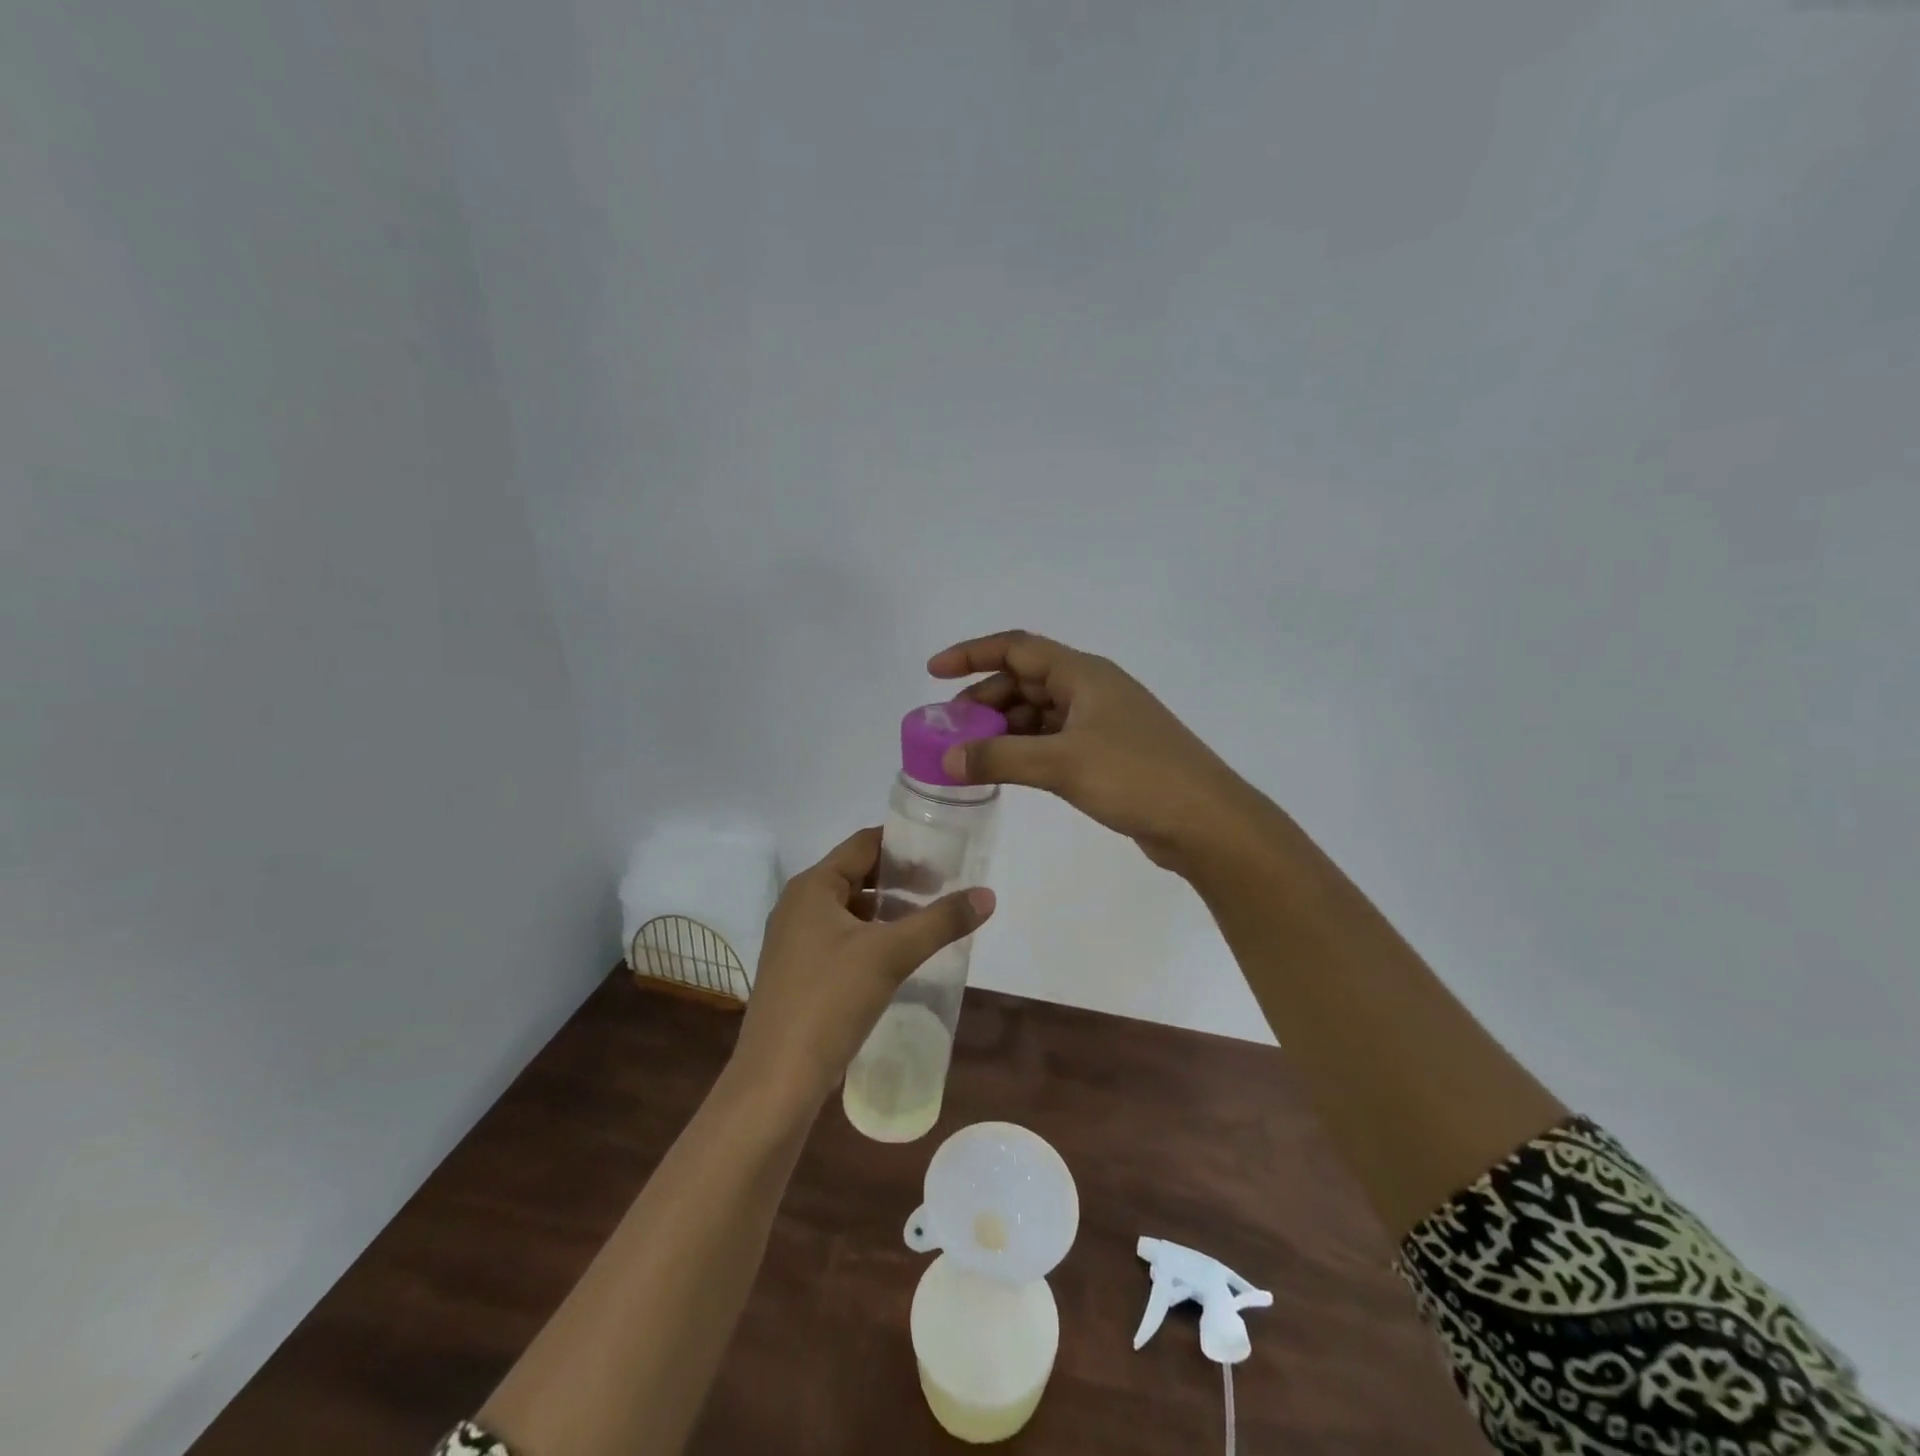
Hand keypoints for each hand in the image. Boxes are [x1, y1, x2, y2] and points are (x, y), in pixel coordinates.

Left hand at [732, 828, 994, 1103]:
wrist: (777, 1080)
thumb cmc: (830, 1000)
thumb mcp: (891, 954)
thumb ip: (941, 921)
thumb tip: (987, 895)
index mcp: (813, 887)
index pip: (863, 844)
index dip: (903, 843)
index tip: (942, 851)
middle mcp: (798, 905)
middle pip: (856, 874)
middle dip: (899, 878)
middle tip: (944, 885)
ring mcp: (795, 941)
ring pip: (849, 910)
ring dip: (887, 910)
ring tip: (928, 919)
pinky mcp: (799, 972)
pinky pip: (841, 938)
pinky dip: (871, 936)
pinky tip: (898, 956)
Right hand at [929, 630, 1258, 871]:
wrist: (1205, 821)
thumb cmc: (1136, 776)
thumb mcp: (1061, 763)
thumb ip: (999, 758)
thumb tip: (945, 760)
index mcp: (1083, 673)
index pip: (1016, 648)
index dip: (971, 654)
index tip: (932, 672)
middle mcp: (1091, 689)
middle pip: (1024, 681)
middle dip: (983, 699)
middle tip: (948, 730)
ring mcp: (1101, 722)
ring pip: (1038, 713)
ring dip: (1002, 728)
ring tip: (968, 754)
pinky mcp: (1107, 753)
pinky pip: (1053, 740)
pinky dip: (1024, 749)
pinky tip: (1005, 770)